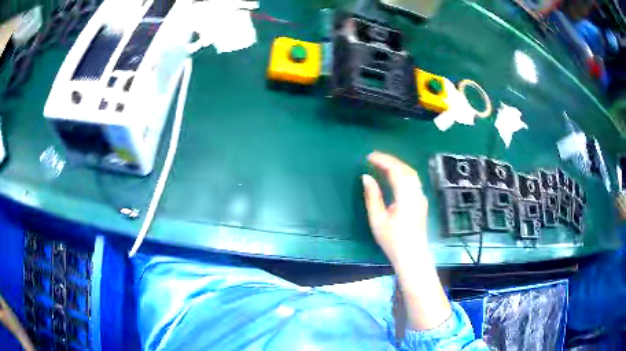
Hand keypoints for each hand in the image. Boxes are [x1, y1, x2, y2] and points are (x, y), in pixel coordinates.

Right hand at [362, 152, 428, 266]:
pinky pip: (413, 181)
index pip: (396, 171)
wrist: (412, 255)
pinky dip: (403, 173)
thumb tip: (366, 177)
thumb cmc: (393, 240)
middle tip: (374, 158)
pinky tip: (394, 177)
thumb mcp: (377, 220)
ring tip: (382, 165)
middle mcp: (416, 193)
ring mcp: (421, 197)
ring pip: (411, 174)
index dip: (383, 161)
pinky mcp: (421, 202)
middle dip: (390, 160)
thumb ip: (372, 196)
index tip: (369, 157)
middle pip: (406, 169)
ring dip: (397, 166)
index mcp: (406, 197)